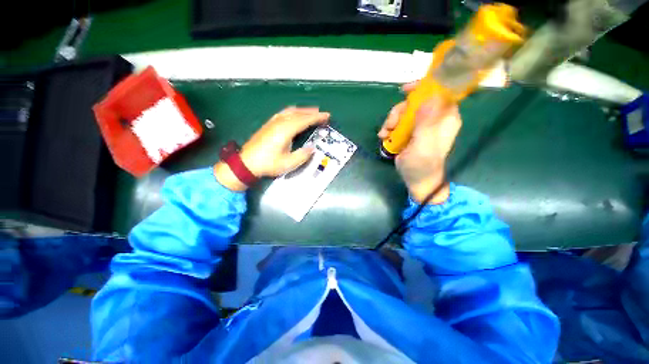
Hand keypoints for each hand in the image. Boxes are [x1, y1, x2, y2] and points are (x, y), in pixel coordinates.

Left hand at [215, 107, 329, 190]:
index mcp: (286, 130)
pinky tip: (294, 114)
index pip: (304, 120)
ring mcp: (273, 122)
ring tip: (311, 112)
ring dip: (302, 110)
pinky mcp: (268, 125)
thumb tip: (312, 148)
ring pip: (290, 111)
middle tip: (322, 114)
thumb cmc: (268, 164)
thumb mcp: (288, 163)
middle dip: (311, 112)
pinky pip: (283, 113)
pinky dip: (292, 112)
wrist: (246, 163)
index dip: (316, 118)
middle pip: (298, 113)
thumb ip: (302, 155)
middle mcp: (279, 123)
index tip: (327, 116)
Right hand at [379, 83, 461, 203]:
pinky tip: (384, 137)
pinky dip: (389, 128)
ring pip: (404, 112)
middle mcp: (434, 118)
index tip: (405, 90)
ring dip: (391, 121)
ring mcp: (421, 125)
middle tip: (390, 125)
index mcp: (445, 118)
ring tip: (385, 134)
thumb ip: (426, 124)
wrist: (417, 180)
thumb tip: (428, 98)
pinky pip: (398, 122)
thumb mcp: (423, 145)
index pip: (439, 92)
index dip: (423, 87)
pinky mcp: (410, 132)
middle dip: (399, 111)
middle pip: (416, 101)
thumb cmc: (422, 165)